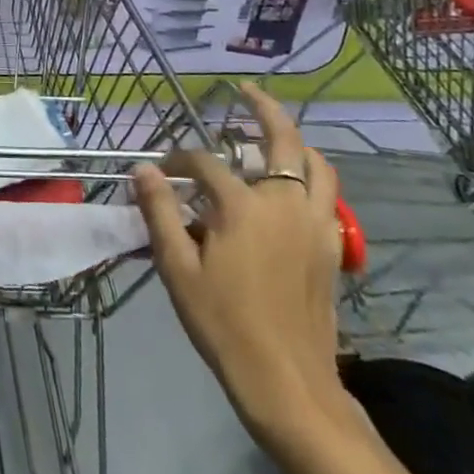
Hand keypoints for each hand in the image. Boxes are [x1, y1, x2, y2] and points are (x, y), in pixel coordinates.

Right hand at [132, 81, 344, 444]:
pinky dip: (312, 178)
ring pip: (316, 165)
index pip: (204, 162)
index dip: (177, 159)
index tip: (160, 171)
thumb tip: (142, 169)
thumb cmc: (224, 323)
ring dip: (296, 141)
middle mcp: (284, 203)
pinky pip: (327, 196)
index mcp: (243, 206)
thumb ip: (159, 212)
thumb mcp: (177, 268)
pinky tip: (292, 187)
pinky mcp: (331, 247)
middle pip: (282, 140)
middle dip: (263, 109)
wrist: (287, 382)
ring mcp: (314, 224)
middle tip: (246, 91)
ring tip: (274, 133)